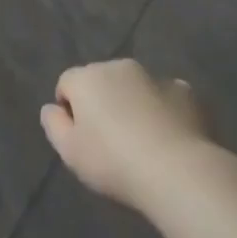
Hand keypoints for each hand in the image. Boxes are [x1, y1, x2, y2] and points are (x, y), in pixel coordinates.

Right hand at [41, 59, 215, 210]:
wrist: (177, 170)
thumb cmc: (114, 161)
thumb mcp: (70, 152)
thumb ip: (53, 124)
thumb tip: (51, 107)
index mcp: (87, 77)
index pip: (67, 83)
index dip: (69, 109)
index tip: (80, 139)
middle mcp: (118, 66)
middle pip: (102, 81)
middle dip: (102, 103)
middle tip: (110, 141)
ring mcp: (154, 76)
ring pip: (135, 87)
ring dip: (133, 104)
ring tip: (143, 142)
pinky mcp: (185, 91)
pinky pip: (166, 98)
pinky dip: (164, 111)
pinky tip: (170, 138)